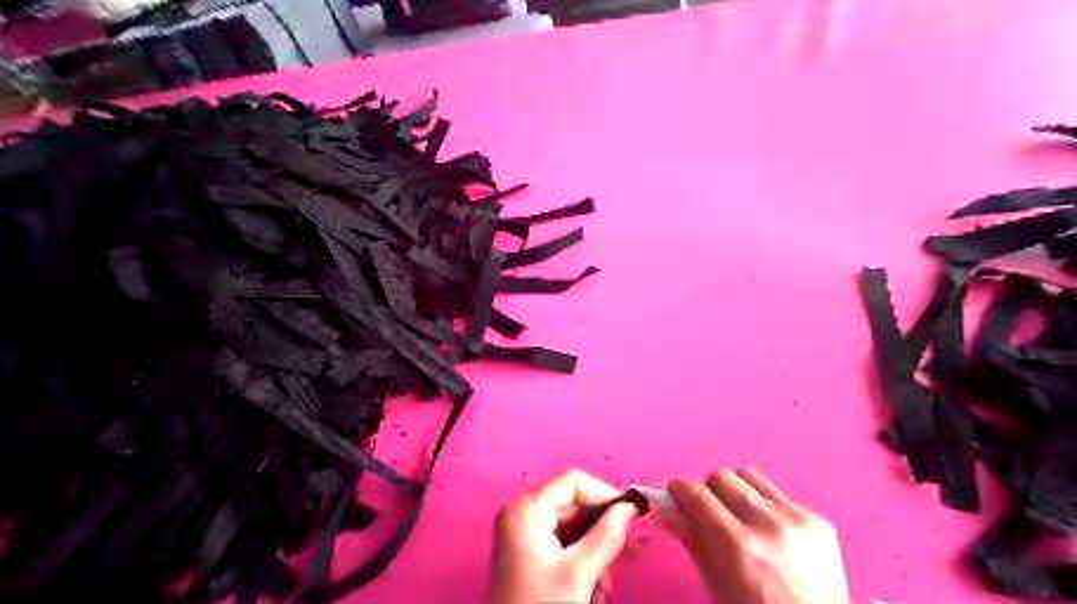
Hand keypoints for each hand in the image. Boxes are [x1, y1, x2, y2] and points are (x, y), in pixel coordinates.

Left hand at [490, 472, 637, 603]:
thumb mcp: (577, 573)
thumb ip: (606, 536)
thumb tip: (630, 508)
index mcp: (526, 509)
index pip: (572, 482)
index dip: (604, 494)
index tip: (633, 515)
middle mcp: (523, 513)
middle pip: (574, 504)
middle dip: (602, 528)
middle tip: (631, 551)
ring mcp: (526, 534)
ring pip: (574, 526)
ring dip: (597, 549)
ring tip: (607, 583)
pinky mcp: (531, 553)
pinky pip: (565, 543)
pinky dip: (584, 560)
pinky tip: (595, 589)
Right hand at [667, 466, 849, 603]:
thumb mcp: (716, 585)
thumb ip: (692, 541)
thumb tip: (666, 511)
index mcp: (738, 546)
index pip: (698, 494)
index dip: (680, 489)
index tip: (675, 492)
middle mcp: (768, 525)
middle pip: (722, 476)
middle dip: (709, 489)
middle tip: (708, 510)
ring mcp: (798, 520)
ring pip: (751, 476)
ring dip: (738, 490)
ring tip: (740, 516)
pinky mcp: (819, 520)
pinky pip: (780, 495)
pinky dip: (768, 507)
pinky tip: (771, 532)